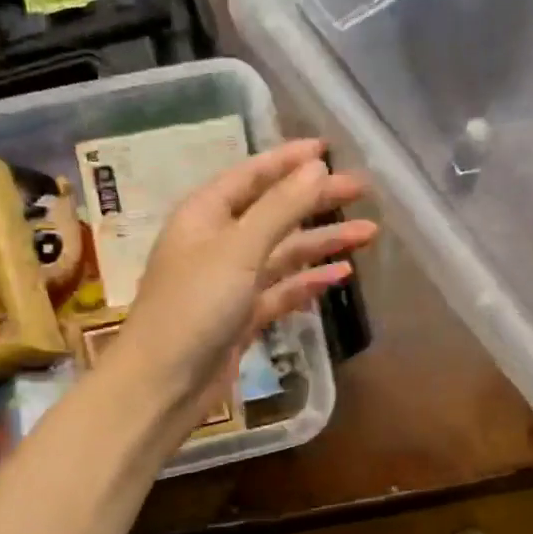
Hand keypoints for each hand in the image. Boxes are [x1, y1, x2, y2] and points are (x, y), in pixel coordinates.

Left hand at [109, 138, 375, 426]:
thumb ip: (280, 208)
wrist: (164, 384)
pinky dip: (308, 281)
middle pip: (274, 212)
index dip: (288, 160)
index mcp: (205, 215)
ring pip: (283, 252)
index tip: (328, 149)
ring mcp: (231, 281)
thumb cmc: (193, 307)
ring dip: (322, 242)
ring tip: (368, 233)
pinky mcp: (243, 316)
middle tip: (362, 190)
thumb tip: (316, 167)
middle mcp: (218, 242)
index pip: (252, 175)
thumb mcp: (238, 250)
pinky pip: (282, 289)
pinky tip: (340, 275)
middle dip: (316, 201)